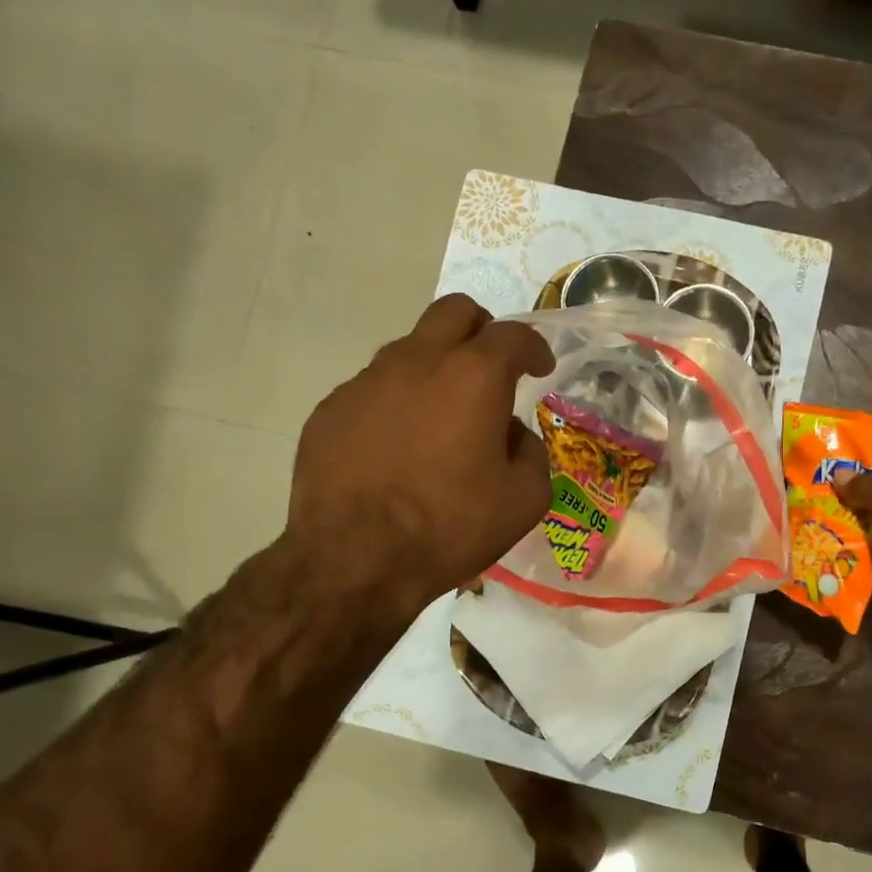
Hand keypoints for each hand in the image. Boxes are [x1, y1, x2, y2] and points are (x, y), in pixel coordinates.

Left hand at [287, 295, 554, 612]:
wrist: (355, 559)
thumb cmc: (451, 527)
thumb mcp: (524, 500)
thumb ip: (531, 453)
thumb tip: (511, 435)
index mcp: (473, 376)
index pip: (513, 335)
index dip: (534, 347)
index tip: (540, 368)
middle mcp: (418, 361)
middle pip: (454, 312)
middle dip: (481, 329)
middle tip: (492, 366)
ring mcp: (366, 381)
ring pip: (409, 349)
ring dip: (435, 368)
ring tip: (442, 419)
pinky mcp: (331, 409)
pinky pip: (373, 390)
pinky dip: (397, 405)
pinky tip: (397, 449)